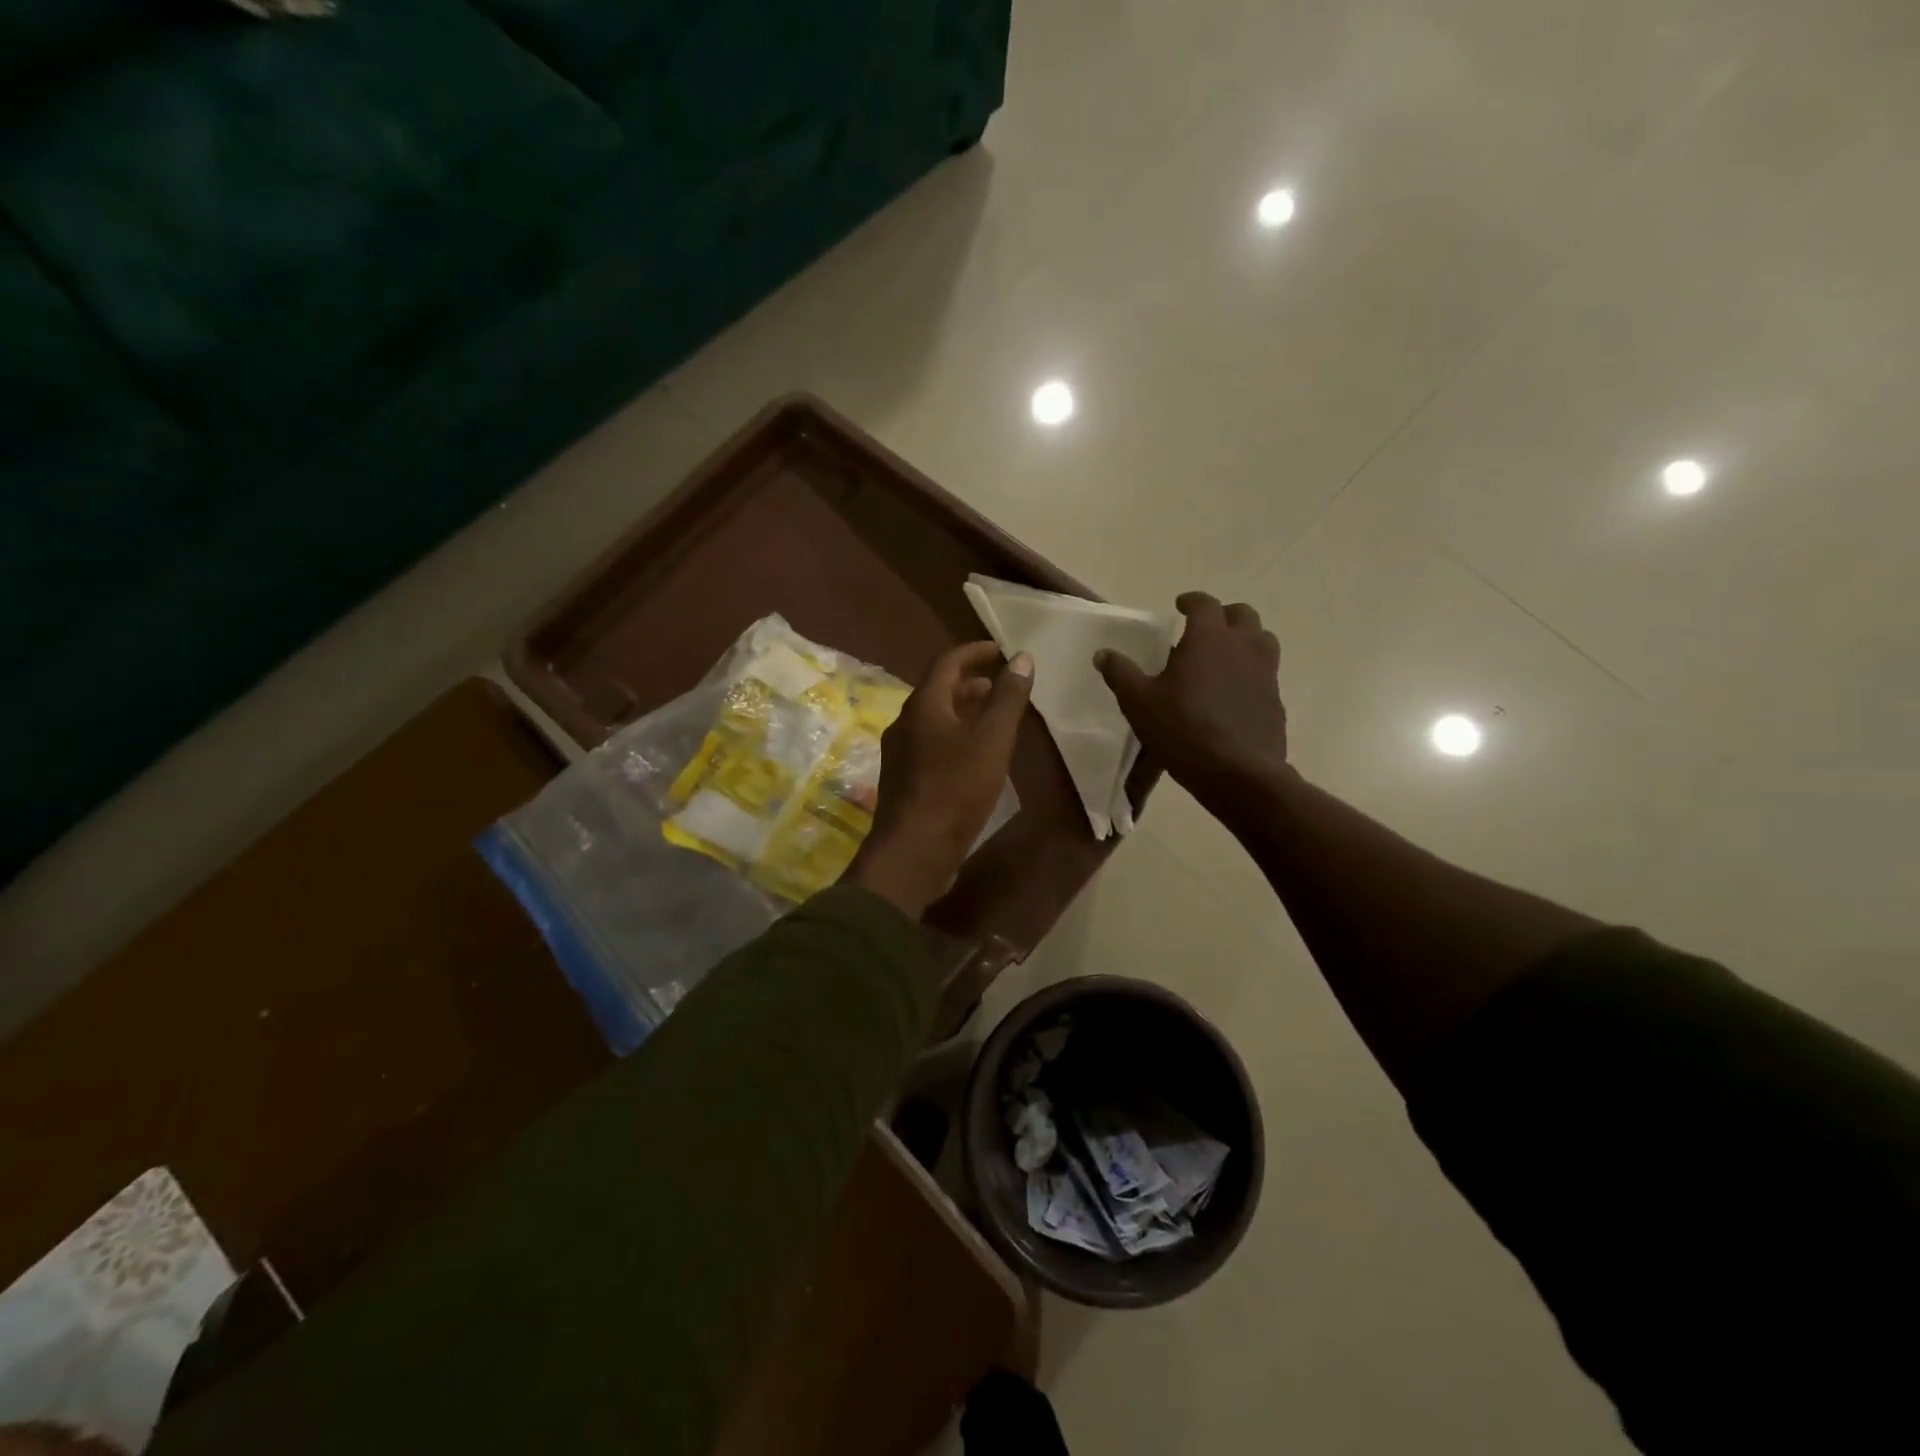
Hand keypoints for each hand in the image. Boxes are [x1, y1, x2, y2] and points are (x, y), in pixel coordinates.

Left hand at [845, 642, 1033, 918]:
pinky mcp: (905, 780)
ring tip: (993, 718)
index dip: (975, 651)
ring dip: (963, 710)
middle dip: (970, 682)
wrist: (914, 850)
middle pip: (938, 690)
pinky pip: (931, 744)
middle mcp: (905, 722)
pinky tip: (975, 755)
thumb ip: (1008, 698)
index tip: (1001, 650)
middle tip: (1001, 684)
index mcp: (923, 705)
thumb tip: (1022, 657)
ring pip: (935, 719)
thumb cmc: (955, 789)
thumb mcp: (992, 740)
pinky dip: (955, 736)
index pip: (947, 662)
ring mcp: (901, 753)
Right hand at [1095, 591, 1288, 806]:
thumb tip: (1103, 654)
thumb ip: (1121, 674)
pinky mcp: (1276, 701)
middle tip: (1204, 629)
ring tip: (1222, 657)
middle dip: (1223, 615)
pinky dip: (1251, 672)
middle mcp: (1243, 647)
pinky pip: (1266, 673)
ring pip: (1262, 640)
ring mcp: (1266, 673)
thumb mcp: (1138, 703)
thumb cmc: (1183, 730)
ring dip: (1243, 639)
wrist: (1238, 774)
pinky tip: (1233, 694)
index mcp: (1209, 639)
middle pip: (1242, 615)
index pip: (1205, 604)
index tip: (1180, 605)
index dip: (1192, 601)